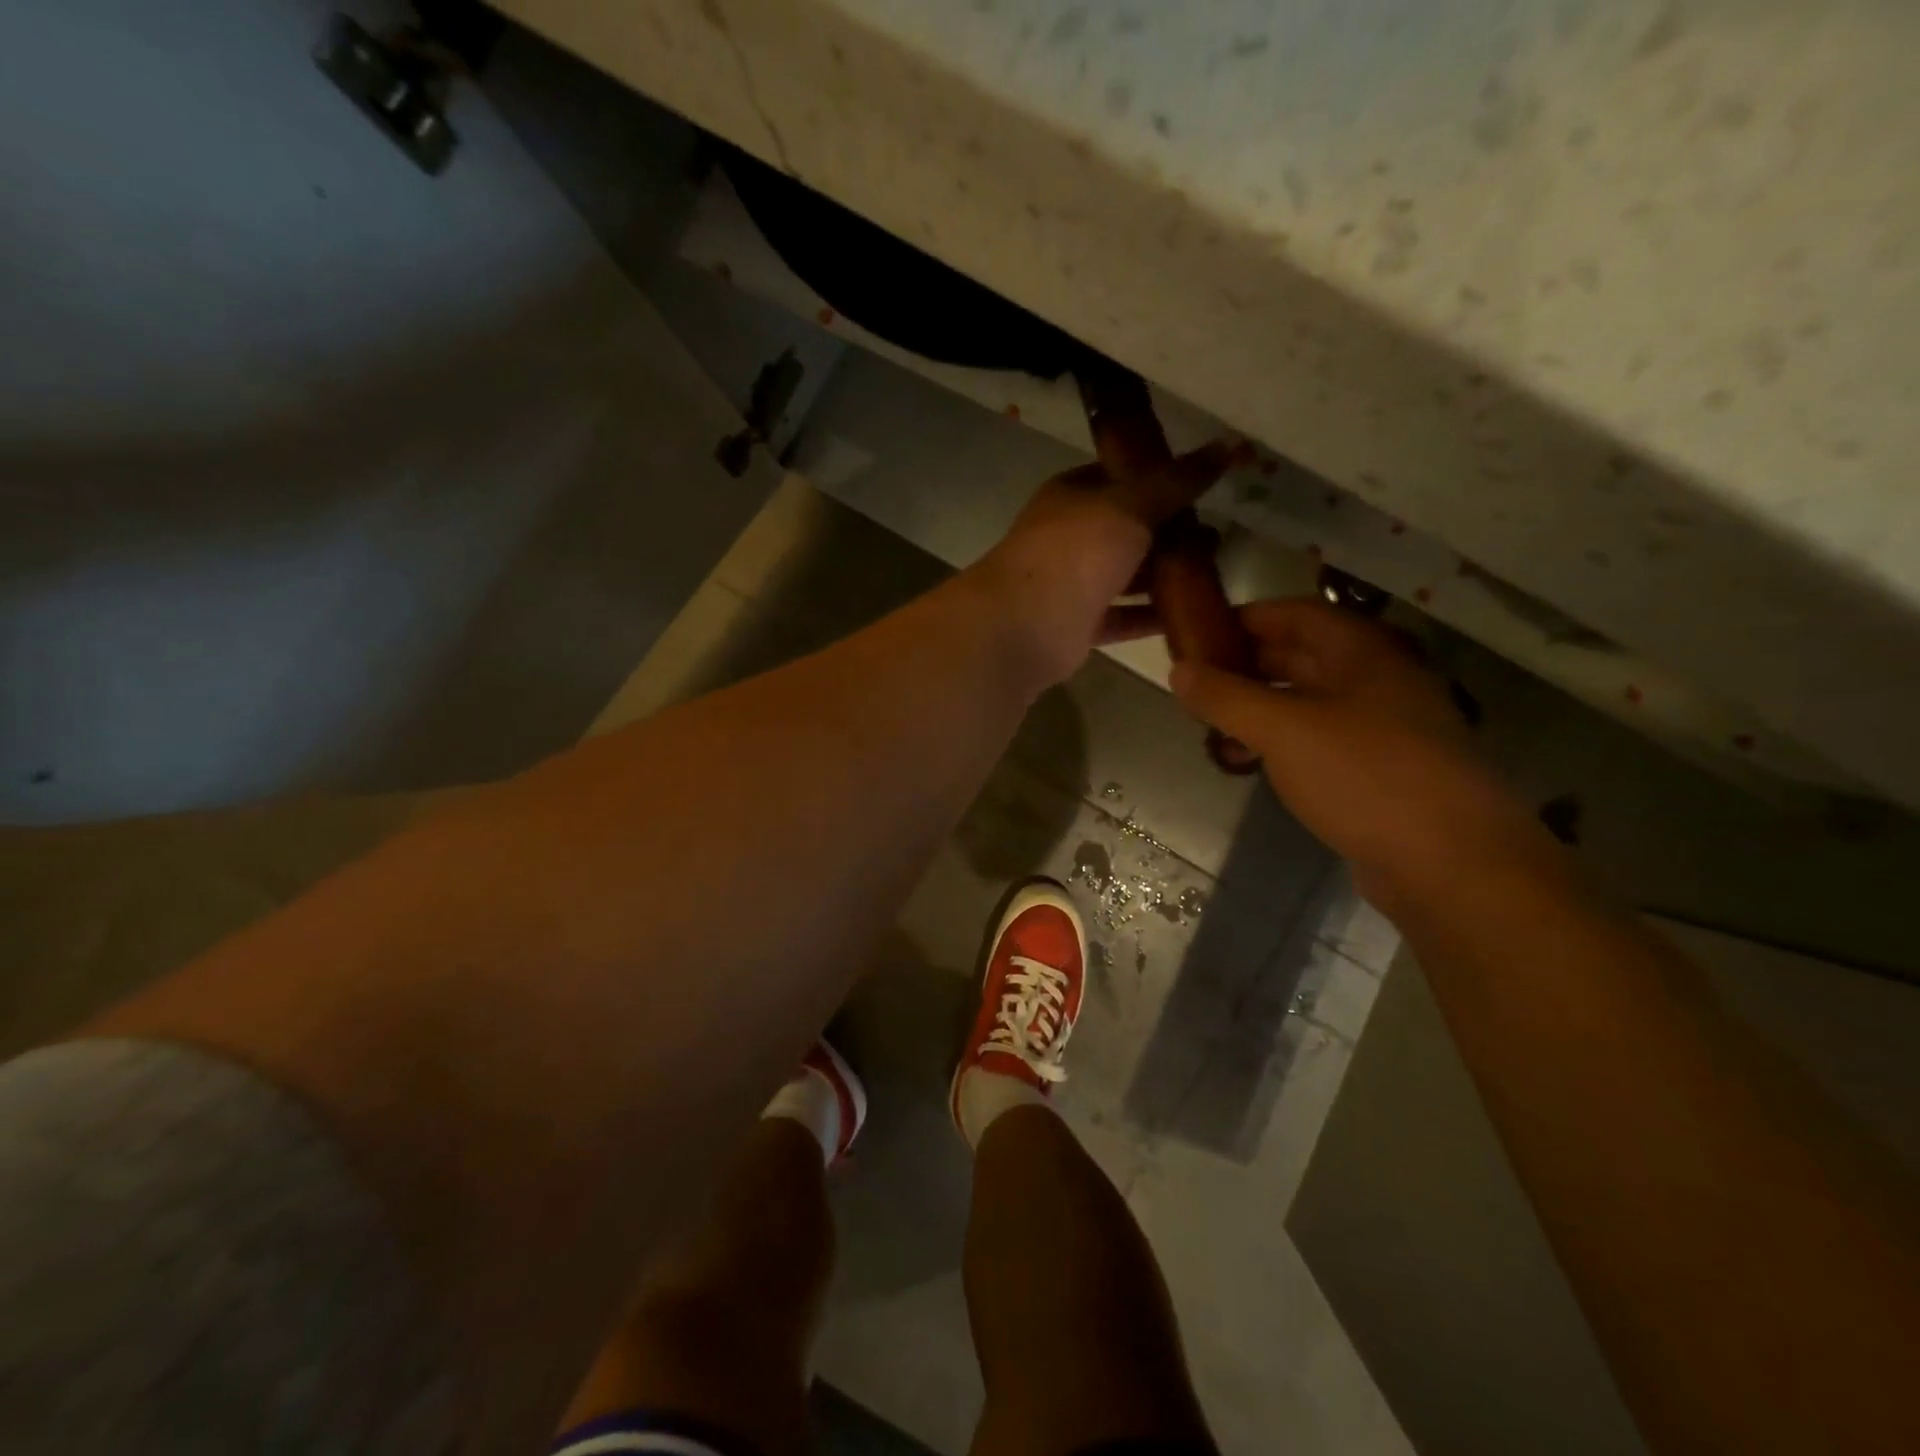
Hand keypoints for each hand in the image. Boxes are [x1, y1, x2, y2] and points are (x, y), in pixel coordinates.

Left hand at [971, 441, 1242, 687]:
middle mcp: (1069, 537)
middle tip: (1220, 531)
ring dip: (1165, 574)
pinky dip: (1153, 616)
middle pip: (1126, 529)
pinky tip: (1195, 613)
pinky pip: (1125, 617)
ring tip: (1216, 568)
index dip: (1158, 477)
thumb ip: (1177, 481)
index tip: (1204, 484)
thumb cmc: (1074, 551)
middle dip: (1169, 530)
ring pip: (1126, 575)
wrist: (1026, 624)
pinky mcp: (1080, 625)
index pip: (1118, 477)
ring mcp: (1073, 583)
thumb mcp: (1131, 505)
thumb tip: (1229, 445)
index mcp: (1071, 496)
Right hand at [1169, 599, 1550, 904]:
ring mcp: (1381, 726)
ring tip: (1212, 730)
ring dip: (1257, 709)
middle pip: (1298, 655)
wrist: (1449, 863)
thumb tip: (1178, 670)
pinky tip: (1250, 763)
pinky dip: (1279, 743)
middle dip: (1243, 668)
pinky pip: (1317, 739)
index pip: (1294, 613)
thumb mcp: (1282, 730)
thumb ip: (1226, 697)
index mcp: (1361, 652)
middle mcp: (1375, 679)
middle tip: (1194, 687)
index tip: (1195, 636)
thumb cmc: (1364, 777)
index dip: (1243, 619)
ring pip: (1305, 701)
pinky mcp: (1377, 769)